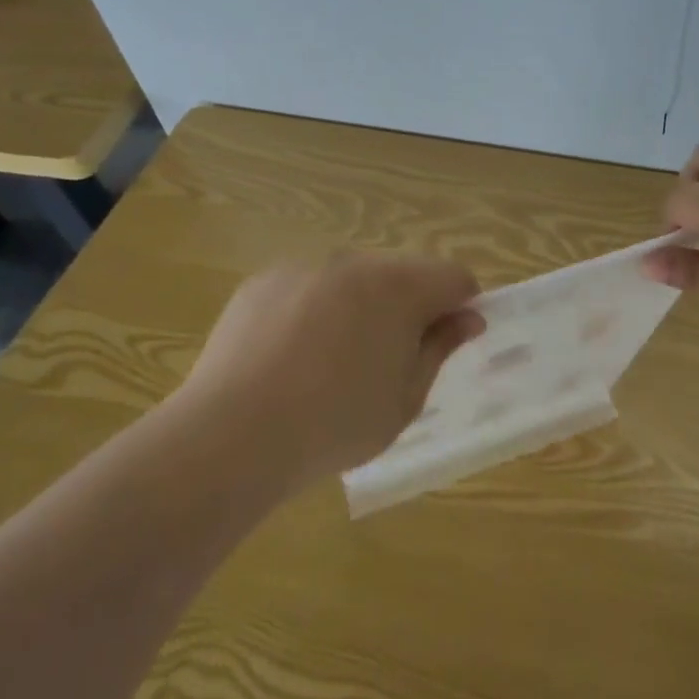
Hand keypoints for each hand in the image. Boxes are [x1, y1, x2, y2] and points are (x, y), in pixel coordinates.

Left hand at [179, 254, 483, 491]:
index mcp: (398, 287)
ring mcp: (304, 268)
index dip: (461, 306)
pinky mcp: (263, 281)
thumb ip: (439, 349)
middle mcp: (354, 263)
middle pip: (403, 274)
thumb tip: (467, 319)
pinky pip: (308, 288)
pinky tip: (291, 357)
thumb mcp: (405, 399)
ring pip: (353, 280)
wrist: (231, 435)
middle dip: (410, 307)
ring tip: (333, 363)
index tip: (448, 343)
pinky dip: (315, 311)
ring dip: (361, 307)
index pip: (453, 277)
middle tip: (389, 362)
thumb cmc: (334, 425)